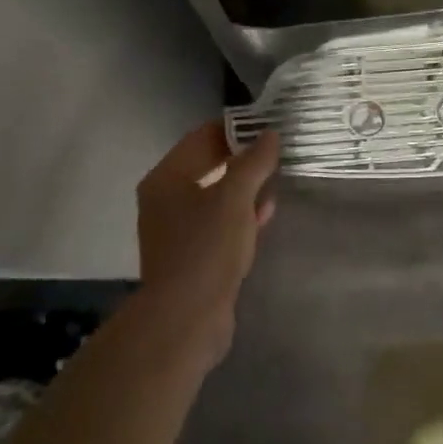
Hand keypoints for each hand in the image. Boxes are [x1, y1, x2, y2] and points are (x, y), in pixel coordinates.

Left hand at [134, 122, 280, 362]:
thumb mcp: (235, 198)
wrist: (186, 319)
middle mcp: (166, 200)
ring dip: (245, 187)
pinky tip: (265, 214)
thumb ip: (254, 162)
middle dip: (243, 158)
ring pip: (216, 197)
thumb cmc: (206, 247)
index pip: (202, 137)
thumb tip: (270, 134)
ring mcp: (177, 230)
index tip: (267, 124)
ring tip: (276, 177)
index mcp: (166, 178)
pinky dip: (241, 215)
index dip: (235, 128)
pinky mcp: (192, 256)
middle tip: (277, 149)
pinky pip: (219, 224)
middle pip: (208, 166)